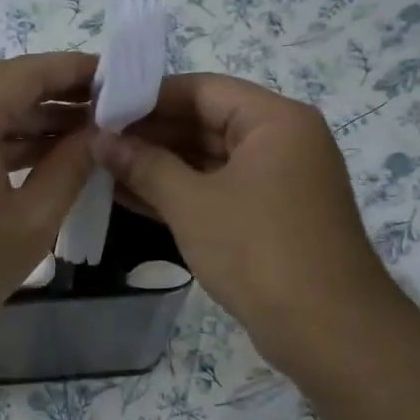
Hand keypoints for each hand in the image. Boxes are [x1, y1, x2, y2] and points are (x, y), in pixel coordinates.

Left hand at [0, 53, 96, 344]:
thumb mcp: (32, 221)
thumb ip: (69, 167)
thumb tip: (98, 136)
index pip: (28, 72)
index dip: (75, 70)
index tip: (117, 77)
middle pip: (2, 84)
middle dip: (54, 94)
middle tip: (106, 107)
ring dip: (27, 118)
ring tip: (82, 131)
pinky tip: (39, 154)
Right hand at [94, 73, 406, 370]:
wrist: (325, 329)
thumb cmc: (258, 251)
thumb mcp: (192, 204)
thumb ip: (144, 166)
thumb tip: (100, 140)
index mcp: (275, 120)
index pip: (202, 90)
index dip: (148, 98)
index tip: (101, 109)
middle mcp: (281, 141)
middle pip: (205, 122)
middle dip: (149, 134)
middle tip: (94, 141)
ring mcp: (276, 181)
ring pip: (208, 160)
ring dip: (158, 165)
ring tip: (101, 167)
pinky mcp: (268, 216)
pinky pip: (216, 190)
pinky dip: (178, 192)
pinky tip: (130, 196)